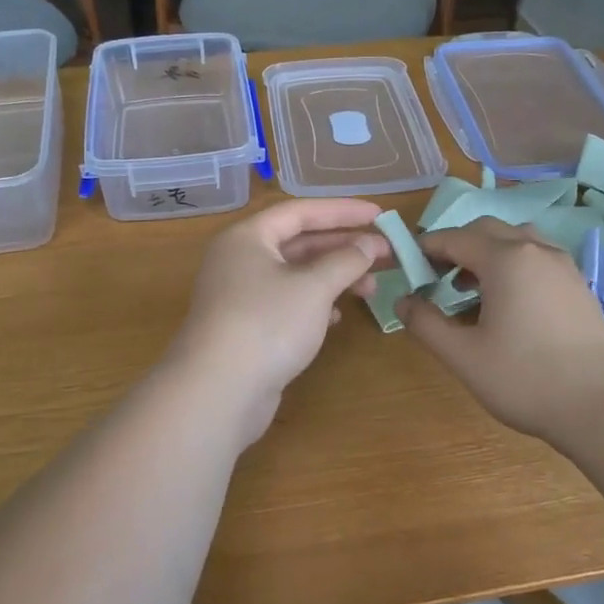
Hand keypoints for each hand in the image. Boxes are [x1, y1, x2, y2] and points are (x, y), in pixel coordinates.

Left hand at [166, 199, 389, 444]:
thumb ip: (346, 260)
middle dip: (343, 247)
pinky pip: (287, 302)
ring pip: (295, 275)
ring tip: (371, 288)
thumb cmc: (267, 324)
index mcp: (248, 237)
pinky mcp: (246, 327)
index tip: (380, 214)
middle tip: (385, 253)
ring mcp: (241, 295)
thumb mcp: (314, 287)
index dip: (343, 210)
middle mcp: (240, 259)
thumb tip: (370, 245)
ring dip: (334, 277)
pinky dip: (315, 303)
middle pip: (299, 242)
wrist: (218, 392)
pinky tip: (337, 316)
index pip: (301, 211)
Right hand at [396, 218, 603, 445]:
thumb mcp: (463, 356)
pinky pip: (537, 256)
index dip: (426, 249)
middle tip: (436, 278)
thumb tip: (402, 301)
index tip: (407, 268)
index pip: (454, 238)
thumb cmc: (525, 379)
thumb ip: (425, 323)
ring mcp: (563, 265)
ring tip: (471, 289)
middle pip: (486, 230)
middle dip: (456, 246)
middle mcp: (535, 250)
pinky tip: (508, 302)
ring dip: (487, 253)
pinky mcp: (578, 284)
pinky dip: (514, 264)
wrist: (603, 407)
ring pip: (516, 239)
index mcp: (506, 259)